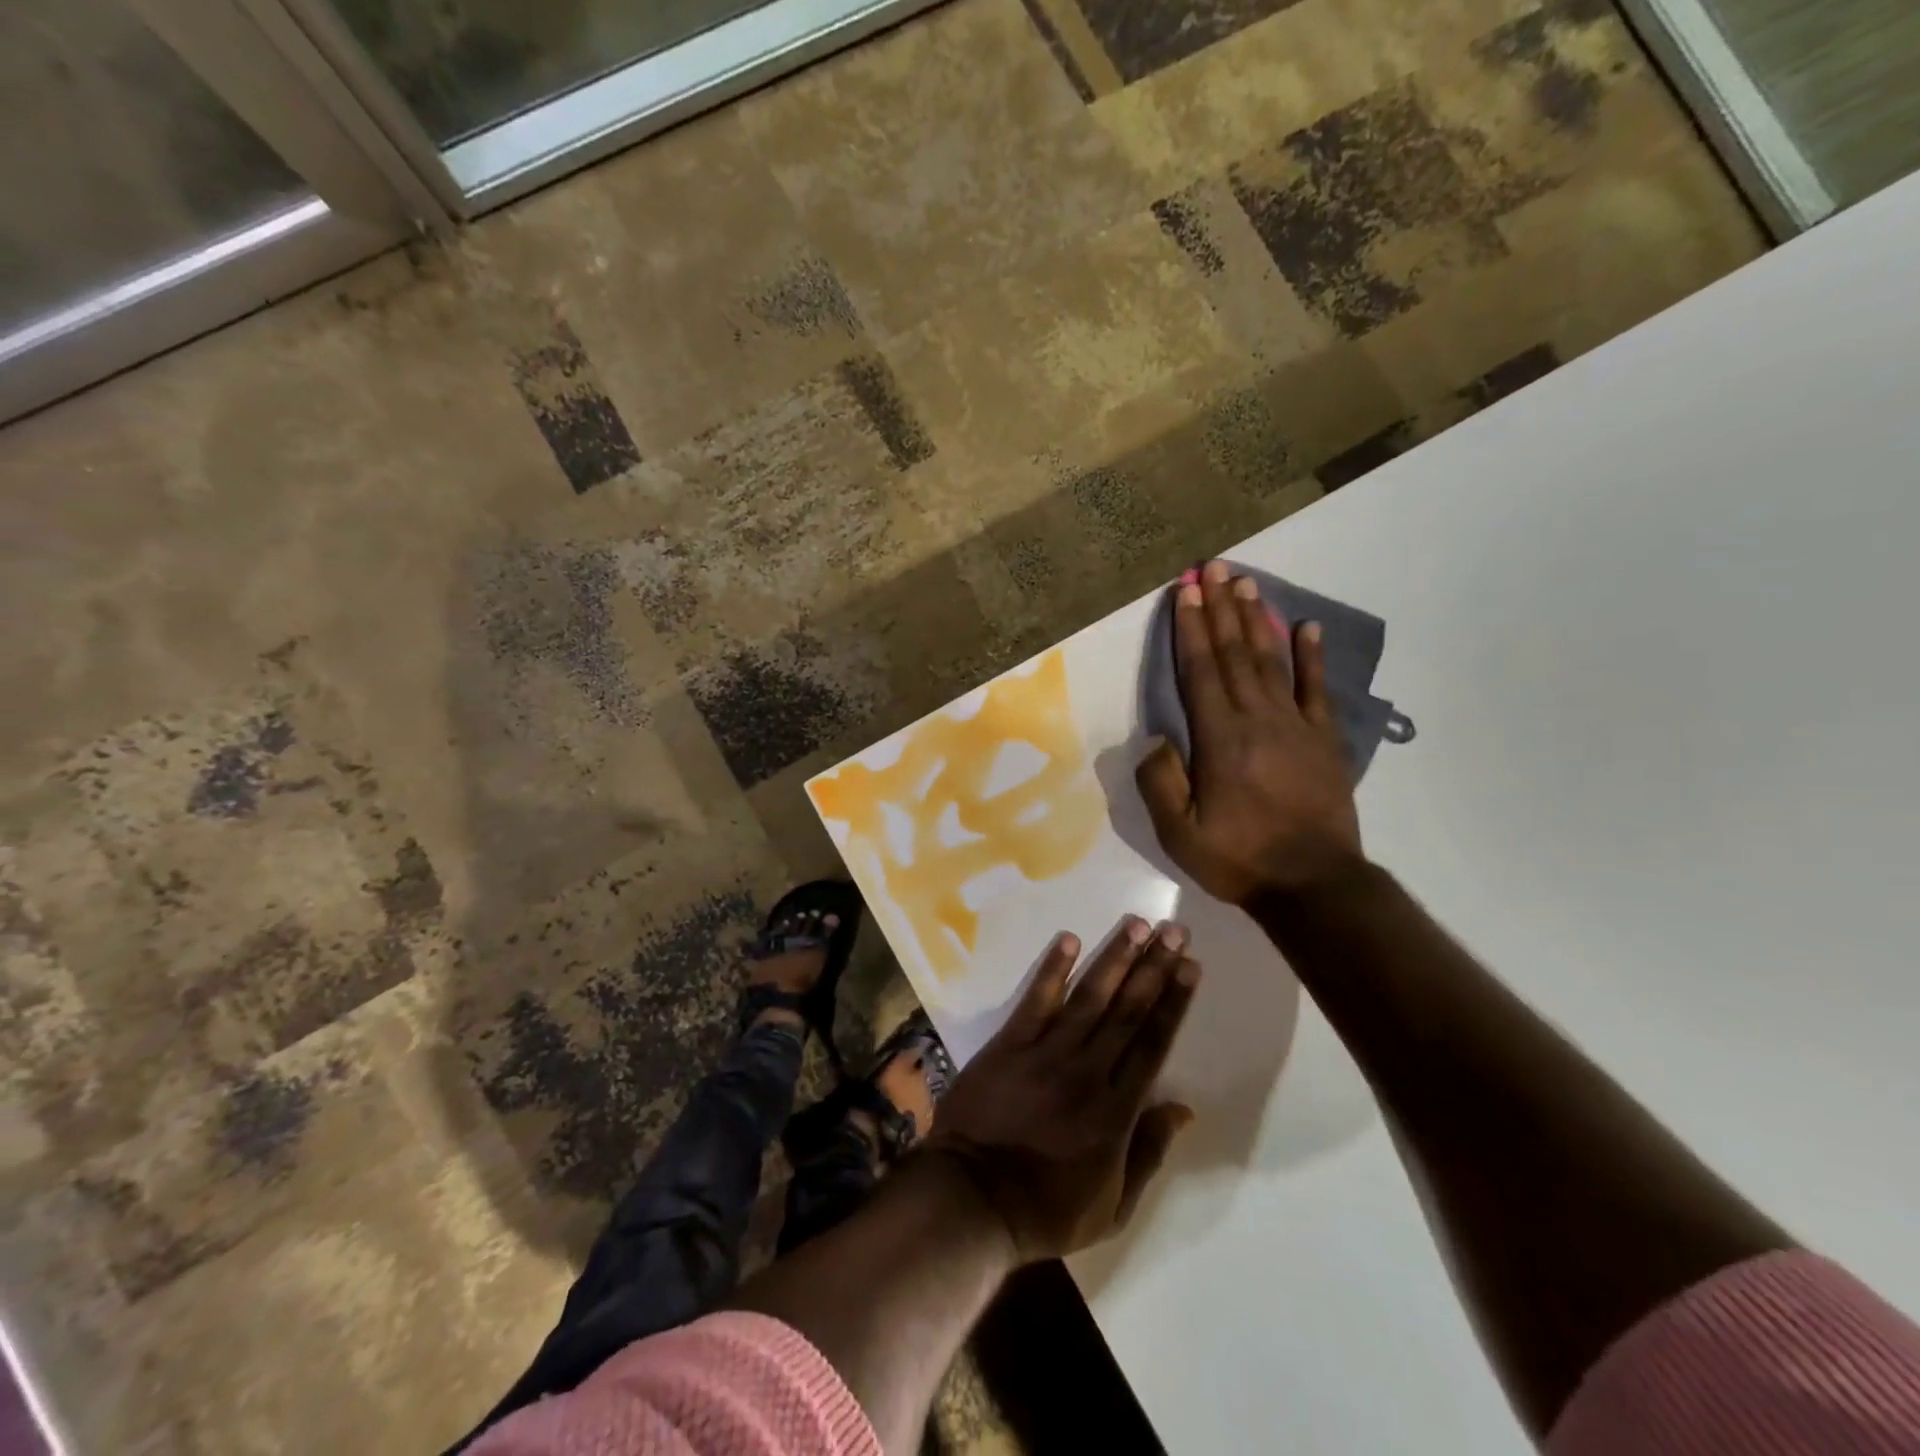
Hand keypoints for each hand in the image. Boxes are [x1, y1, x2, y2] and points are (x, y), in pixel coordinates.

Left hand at [925, 919, 1199, 1261]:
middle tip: (1174, 931)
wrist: (973, 1199)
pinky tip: (1069, 939)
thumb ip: (1148, 1152)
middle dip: (1154, 968)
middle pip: (1128, 1011)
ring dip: (1114, 958)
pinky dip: (1053, 969)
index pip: (1153, 1043)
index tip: (1190, 967)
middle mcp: (1088, 1071)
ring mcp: (1046, 1053)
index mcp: (1117, 1110)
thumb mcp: (1113, 1206)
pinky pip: (1036, 1000)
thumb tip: (1183, 1109)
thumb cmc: (1047, 1209)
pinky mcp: (1009, 1044)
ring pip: (1089, 997)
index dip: (1174, 1002)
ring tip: (1136, 925)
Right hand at [1136, 561, 1363, 904]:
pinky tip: (1306, 627)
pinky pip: (1316, 689)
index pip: (1200, 671)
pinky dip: (1311, 656)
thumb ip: (1160, 782)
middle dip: (1220, 609)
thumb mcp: (1179, 833)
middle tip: (1214, 568)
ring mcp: (1295, 725)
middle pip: (1234, 653)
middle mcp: (1257, 719)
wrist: (1314, 884)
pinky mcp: (1323, 739)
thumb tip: (1157, 738)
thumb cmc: (1239, 858)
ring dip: (1256, 620)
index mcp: (1219, 738)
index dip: (1190, 629)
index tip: (1186, 591)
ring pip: (1271, 660)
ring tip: (1246, 584)